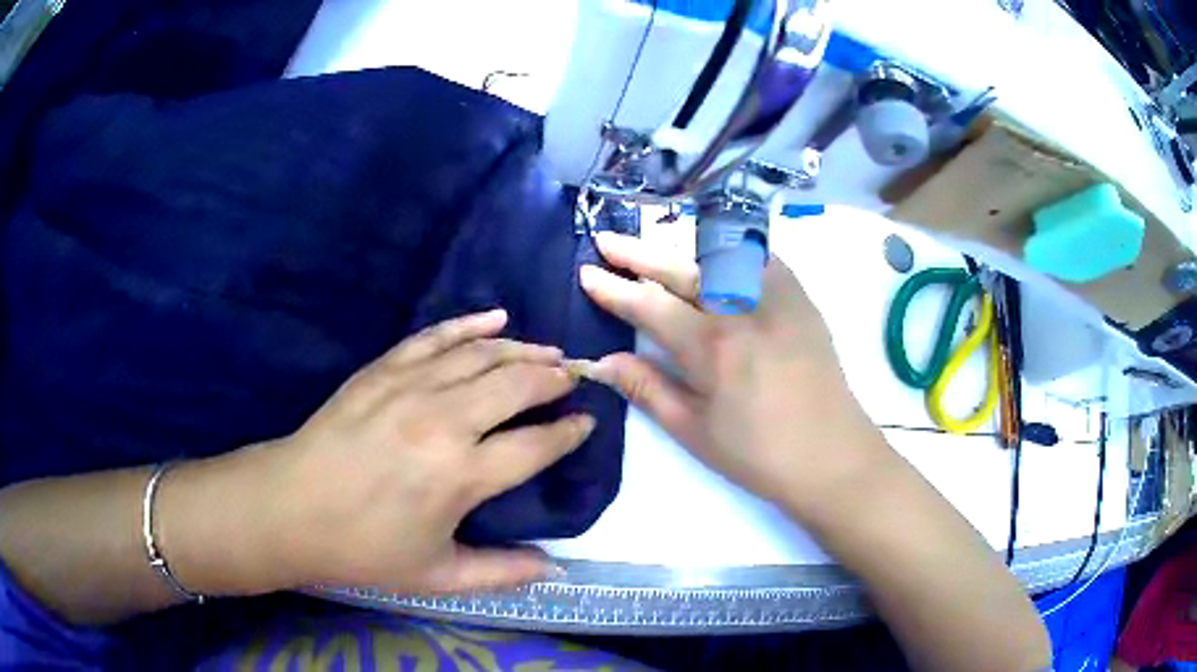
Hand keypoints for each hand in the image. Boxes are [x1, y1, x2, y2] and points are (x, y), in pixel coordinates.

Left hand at [213, 310, 590, 594]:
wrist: (292, 508)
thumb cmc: (365, 549)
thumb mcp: (437, 576)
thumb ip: (502, 573)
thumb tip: (556, 569)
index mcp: (461, 477)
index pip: (536, 445)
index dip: (569, 432)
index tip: (586, 423)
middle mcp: (444, 422)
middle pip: (517, 385)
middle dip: (554, 378)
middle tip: (573, 377)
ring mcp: (410, 387)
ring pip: (483, 355)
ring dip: (523, 350)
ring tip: (548, 351)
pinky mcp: (383, 369)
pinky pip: (436, 337)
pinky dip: (469, 325)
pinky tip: (495, 318)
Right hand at [579, 233, 890, 517]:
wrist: (831, 455)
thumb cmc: (758, 453)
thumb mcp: (693, 430)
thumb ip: (646, 388)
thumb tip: (601, 362)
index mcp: (713, 347)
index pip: (651, 304)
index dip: (614, 289)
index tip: (587, 273)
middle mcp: (743, 308)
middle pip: (682, 267)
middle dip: (639, 252)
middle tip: (607, 242)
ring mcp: (777, 297)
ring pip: (720, 254)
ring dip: (682, 246)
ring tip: (655, 245)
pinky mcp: (801, 298)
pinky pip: (759, 258)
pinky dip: (730, 250)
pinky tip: (714, 255)